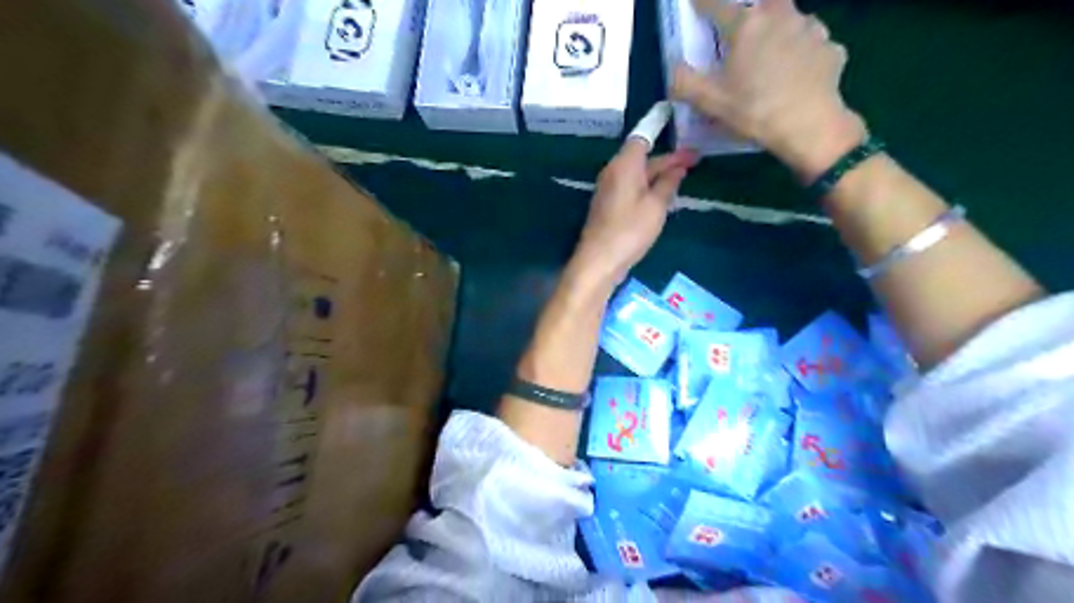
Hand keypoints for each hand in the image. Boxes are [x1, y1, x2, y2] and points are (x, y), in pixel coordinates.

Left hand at [571, 139, 695, 283]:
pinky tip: (663, 194)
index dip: (662, 131)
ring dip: (658, 174)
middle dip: (667, 159)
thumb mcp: (656, 206)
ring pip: (637, 173)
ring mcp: (608, 188)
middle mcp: (613, 171)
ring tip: (684, 175)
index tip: (683, 132)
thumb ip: (668, 183)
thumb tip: (678, 168)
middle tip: (696, 159)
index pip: (643, 137)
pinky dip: (648, 186)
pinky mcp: (608, 204)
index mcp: (624, 165)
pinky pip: (631, 187)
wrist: (599, 260)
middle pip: (642, 157)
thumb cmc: (630, 230)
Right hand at [673, 1, 865, 178]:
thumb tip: (675, 68)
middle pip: (762, 3)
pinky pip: (812, 43)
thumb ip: (684, 82)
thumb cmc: (754, 110)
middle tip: (743, 34)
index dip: (702, 3)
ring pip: (791, 20)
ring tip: (773, 57)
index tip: (695, 4)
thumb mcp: (709, 102)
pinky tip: (797, 74)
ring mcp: (811, 29)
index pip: (716, 4)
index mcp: (747, 25)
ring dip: (780, 31)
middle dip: (751, 14)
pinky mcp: (830, 48)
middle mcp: (780, 15)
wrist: (809, 126)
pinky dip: (802, 53)